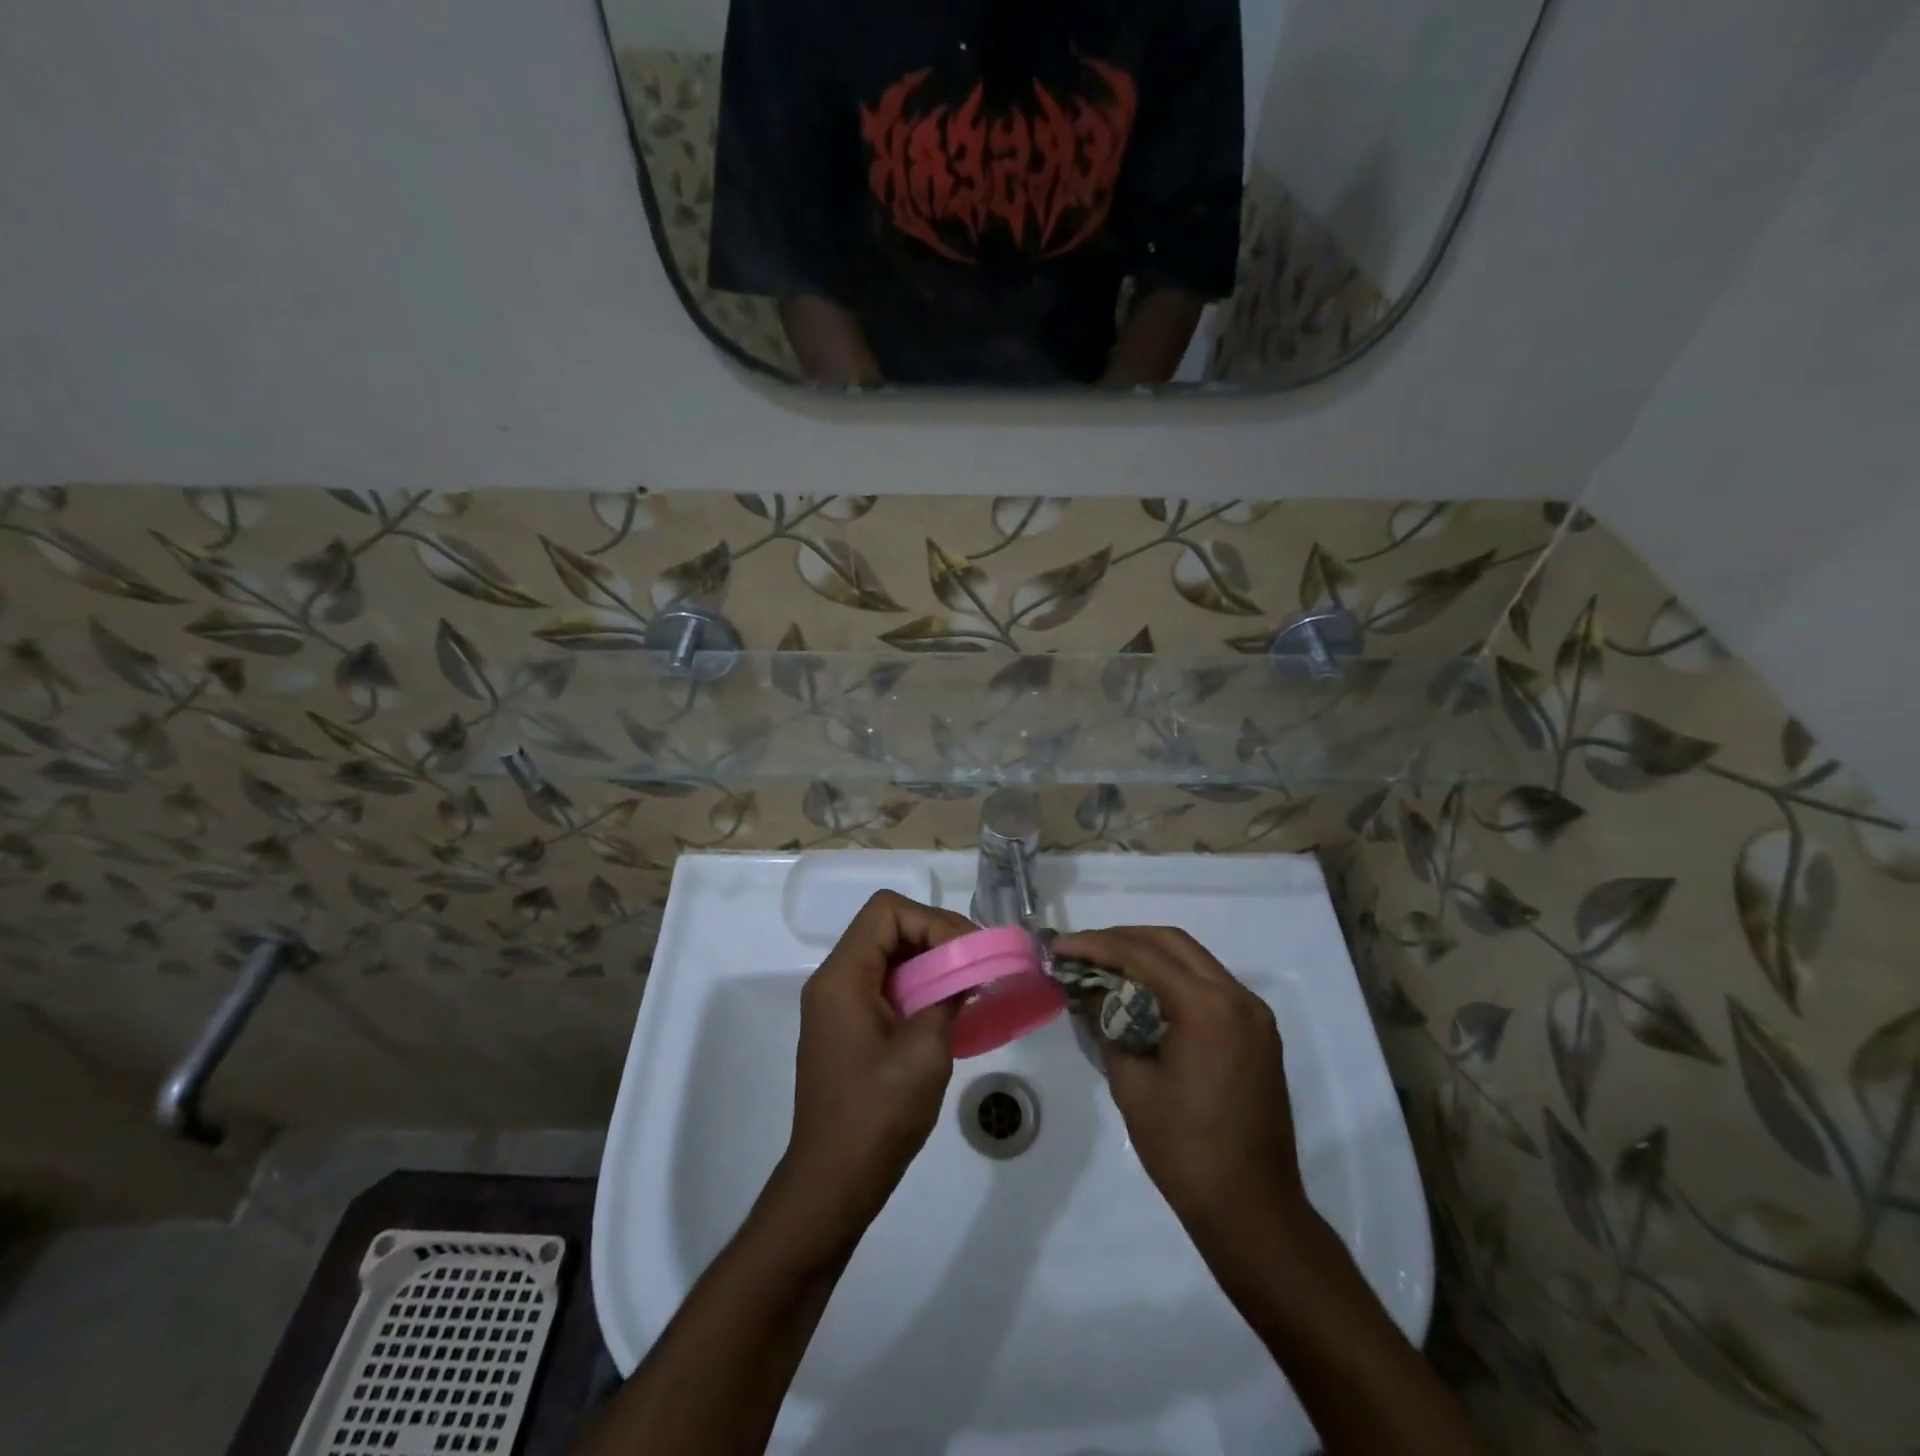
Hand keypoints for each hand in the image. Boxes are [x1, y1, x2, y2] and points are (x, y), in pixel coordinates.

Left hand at [770, 890, 974, 1257]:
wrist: (834, 1182)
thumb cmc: (878, 1114)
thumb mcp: (926, 1050)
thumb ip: (948, 997)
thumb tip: (968, 972)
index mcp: (843, 976)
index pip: (887, 911)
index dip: (932, 921)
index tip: (967, 953)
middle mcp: (834, 980)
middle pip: (887, 928)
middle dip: (936, 937)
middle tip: (977, 963)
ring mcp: (838, 1005)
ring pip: (889, 956)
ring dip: (930, 962)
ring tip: (969, 983)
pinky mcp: (848, 1028)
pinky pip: (885, 985)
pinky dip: (918, 987)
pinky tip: (947, 1009)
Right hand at [1052, 927, 1309, 1237]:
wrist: (1253, 1212)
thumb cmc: (1185, 1150)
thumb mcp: (1132, 1083)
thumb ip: (1107, 1024)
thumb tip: (1088, 991)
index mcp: (1208, 1007)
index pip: (1143, 955)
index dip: (1096, 945)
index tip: (1059, 948)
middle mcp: (1237, 997)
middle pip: (1172, 943)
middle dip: (1122, 939)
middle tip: (1080, 951)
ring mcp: (1253, 1014)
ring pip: (1193, 959)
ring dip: (1147, 955)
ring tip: (1103, 965)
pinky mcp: (1257, 1033)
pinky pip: (1209, 985)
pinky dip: (1172, 978)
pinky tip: (1141, 992)